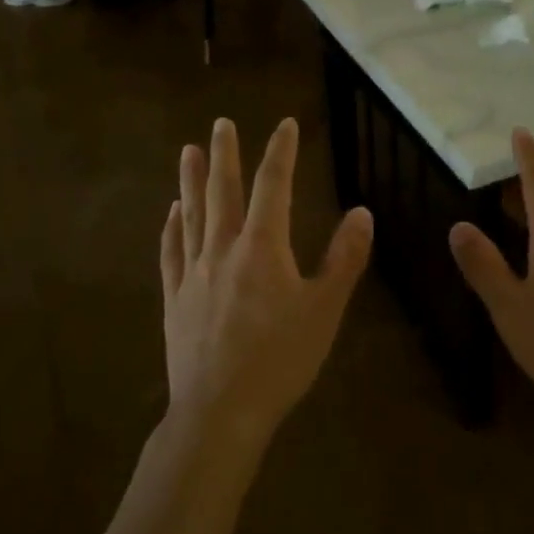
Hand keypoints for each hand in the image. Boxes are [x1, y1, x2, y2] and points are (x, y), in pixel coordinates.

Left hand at [161, 118, 373, 438]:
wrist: (220, 410)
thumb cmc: (280, 360)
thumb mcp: (324, 309)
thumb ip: (344, 258)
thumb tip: (362, 212)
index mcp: (262, 248)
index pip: (272, 186)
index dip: (280, 152)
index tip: (285, 125)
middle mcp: (222, 249)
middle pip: (223, 192)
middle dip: (226, 154)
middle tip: (221, 123)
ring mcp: (192, 273)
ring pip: (192, 215)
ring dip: (191, 180)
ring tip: (189, 151)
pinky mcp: (174, 298)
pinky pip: (171, 253)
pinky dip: (172, 228)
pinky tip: (171, 213)